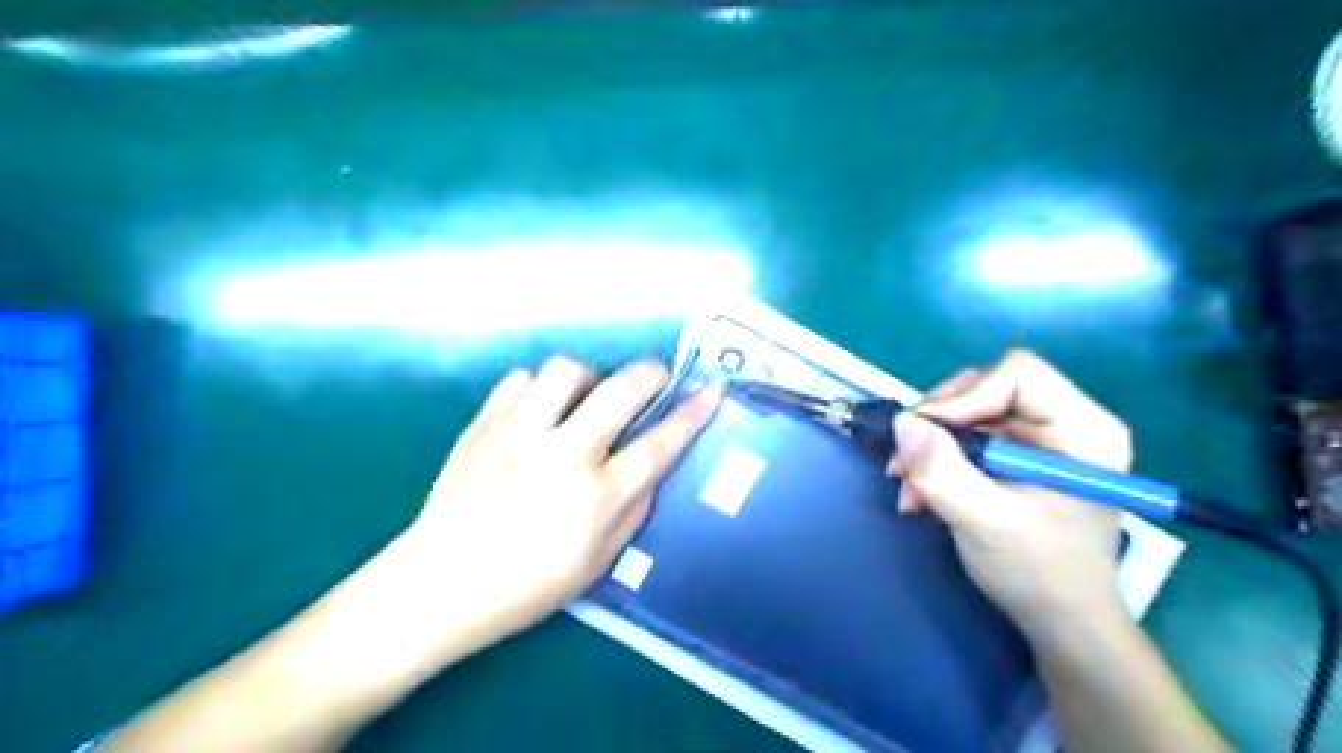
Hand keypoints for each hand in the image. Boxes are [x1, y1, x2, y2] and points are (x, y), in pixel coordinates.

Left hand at [389, 355, 723, 661]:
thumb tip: (652, 469)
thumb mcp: (596, 565)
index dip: (692, 414)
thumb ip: (633, 512)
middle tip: (655, 379)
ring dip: (589, 377)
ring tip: (586, 398)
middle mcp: (562, 456)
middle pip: (620, 390)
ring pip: (566, 371)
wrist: (438, 585)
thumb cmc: (524, 587)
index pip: (658, 445)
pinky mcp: (482, 426)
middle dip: (650, 373)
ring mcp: (518, 435)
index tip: (711, 390)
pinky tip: (539, 409)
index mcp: (595, 498)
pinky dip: (538, 387)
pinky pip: (518, 380)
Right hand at [890, 349, 1129, 637]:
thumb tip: (901, 422)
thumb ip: (942, 471)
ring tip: (909, 487)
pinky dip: (934, 459)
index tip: (928, 435)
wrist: (1058, 619)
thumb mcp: (985, 522)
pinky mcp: (1013, 452)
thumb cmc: (1038, 572)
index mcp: (1082, 429)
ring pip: (966, 410)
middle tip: (905, 463)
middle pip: (985, 387)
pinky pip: (963, 434)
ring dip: (929, 445)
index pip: (1019, 375)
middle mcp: (1063, 420)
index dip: (967, 397)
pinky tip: (920, 492)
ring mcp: (1036, 436)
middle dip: (938, 424)